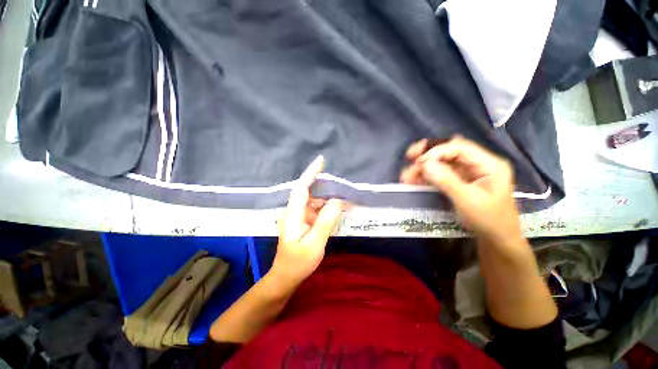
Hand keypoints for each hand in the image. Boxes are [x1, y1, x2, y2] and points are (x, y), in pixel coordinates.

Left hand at [271, 155, 344, 285]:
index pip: (301, 188)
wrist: (286, 277)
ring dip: (328, 198)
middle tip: (342, 185)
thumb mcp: (314, 244)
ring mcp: (300, 217)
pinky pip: (317, 210)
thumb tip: (337, 201)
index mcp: (293, 214)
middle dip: (325, 186)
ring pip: (315, 201)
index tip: (321, 161)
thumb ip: (325, 222)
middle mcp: (295, 211)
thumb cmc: (298, 262)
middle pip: (310, 192)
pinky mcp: (305, 222)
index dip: (311, 173)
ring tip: (344, 197)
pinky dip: (328, 208)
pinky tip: (338, 209)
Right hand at [401, 136, 522, 246]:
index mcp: (488, 164)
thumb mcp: (467, 201)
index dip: (437, 151)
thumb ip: (446, 180)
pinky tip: (414, 180)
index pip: (460, 147)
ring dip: (423, 167)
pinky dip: (426, 176)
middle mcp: (478, 164)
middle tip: (409, 157)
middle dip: (428, 154)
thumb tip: (424, 163)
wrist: (497, 240)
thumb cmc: (488, 221)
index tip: (418, 162)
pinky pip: (440, 174)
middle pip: (449, 151)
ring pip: (442, 162)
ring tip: (407, 176)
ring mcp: (468, 173)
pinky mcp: (459, 181)